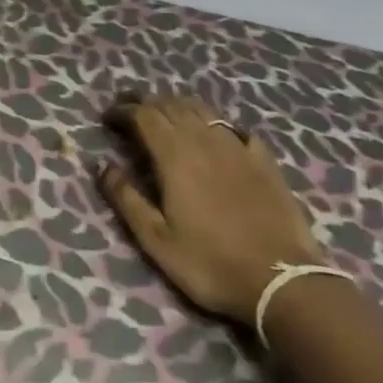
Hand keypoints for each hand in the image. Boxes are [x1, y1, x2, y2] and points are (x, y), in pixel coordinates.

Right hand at [98, 92, 325, 326]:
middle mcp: (205, 140)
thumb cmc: (210, 263)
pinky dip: (218, 125)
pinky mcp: (264, 160)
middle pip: (172, 105)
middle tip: (131, 111)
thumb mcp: (157, 240)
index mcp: (175, 155)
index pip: (144, 114)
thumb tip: (101, 165)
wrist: (282, 280)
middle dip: (147, 103)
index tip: (108, 118)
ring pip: (203, 110)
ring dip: (180, 106)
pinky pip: (236, 129)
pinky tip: (218, 136)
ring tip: (167, 116)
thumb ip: (126, 198)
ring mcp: (238, 147)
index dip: (124, 110)